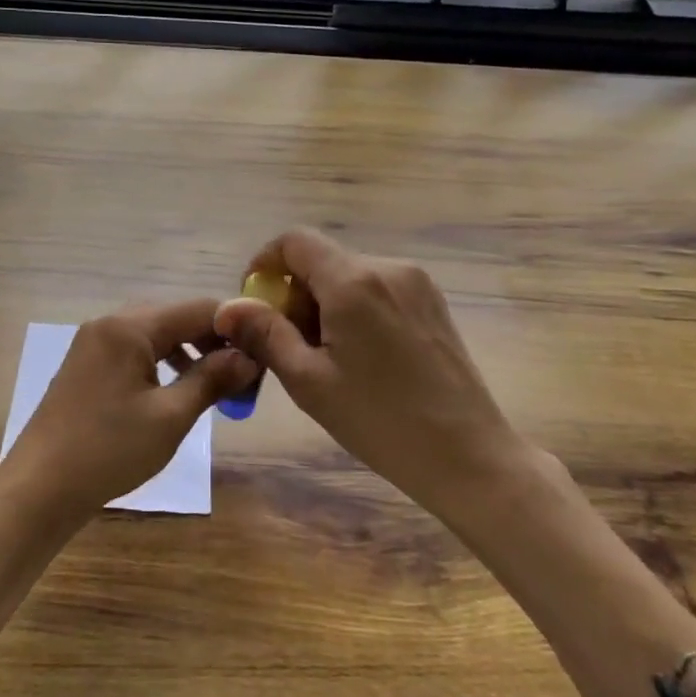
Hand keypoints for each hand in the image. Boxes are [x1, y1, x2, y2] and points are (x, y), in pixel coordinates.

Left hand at [0, 300, 258, 525]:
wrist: (39, 488)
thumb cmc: (109, 450)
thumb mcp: (170, 417)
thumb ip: (211, 379)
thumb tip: (249, 357)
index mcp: (129, 327)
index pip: (196, 309)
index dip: (233, 328)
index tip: (262, 354)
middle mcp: (109, 323)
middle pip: (174, 318)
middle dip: (210, 341)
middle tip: (240, 374)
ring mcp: (92, 344)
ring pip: (153, 335)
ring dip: (187, 353)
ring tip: (213, 385)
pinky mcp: (85, 366)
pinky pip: (133, 352)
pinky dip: (160, 364)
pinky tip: (174, 391)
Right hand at [214, 229, 516, 512]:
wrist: (468, 456)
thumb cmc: (380, 421)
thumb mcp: (309, 381)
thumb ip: (265, 334)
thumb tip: (227, 307)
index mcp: (354, 281)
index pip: (294, 241)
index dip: (265, 264)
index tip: (255, 305)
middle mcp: (388, 268)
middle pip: (322, 260)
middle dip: (294, 294)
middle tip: (288, 346)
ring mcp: (417, 283)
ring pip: (349, 276)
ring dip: (324, 304)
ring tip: (325, 358)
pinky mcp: (433, 302)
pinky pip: (377, 289)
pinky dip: (354, 310)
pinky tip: (360, 357)